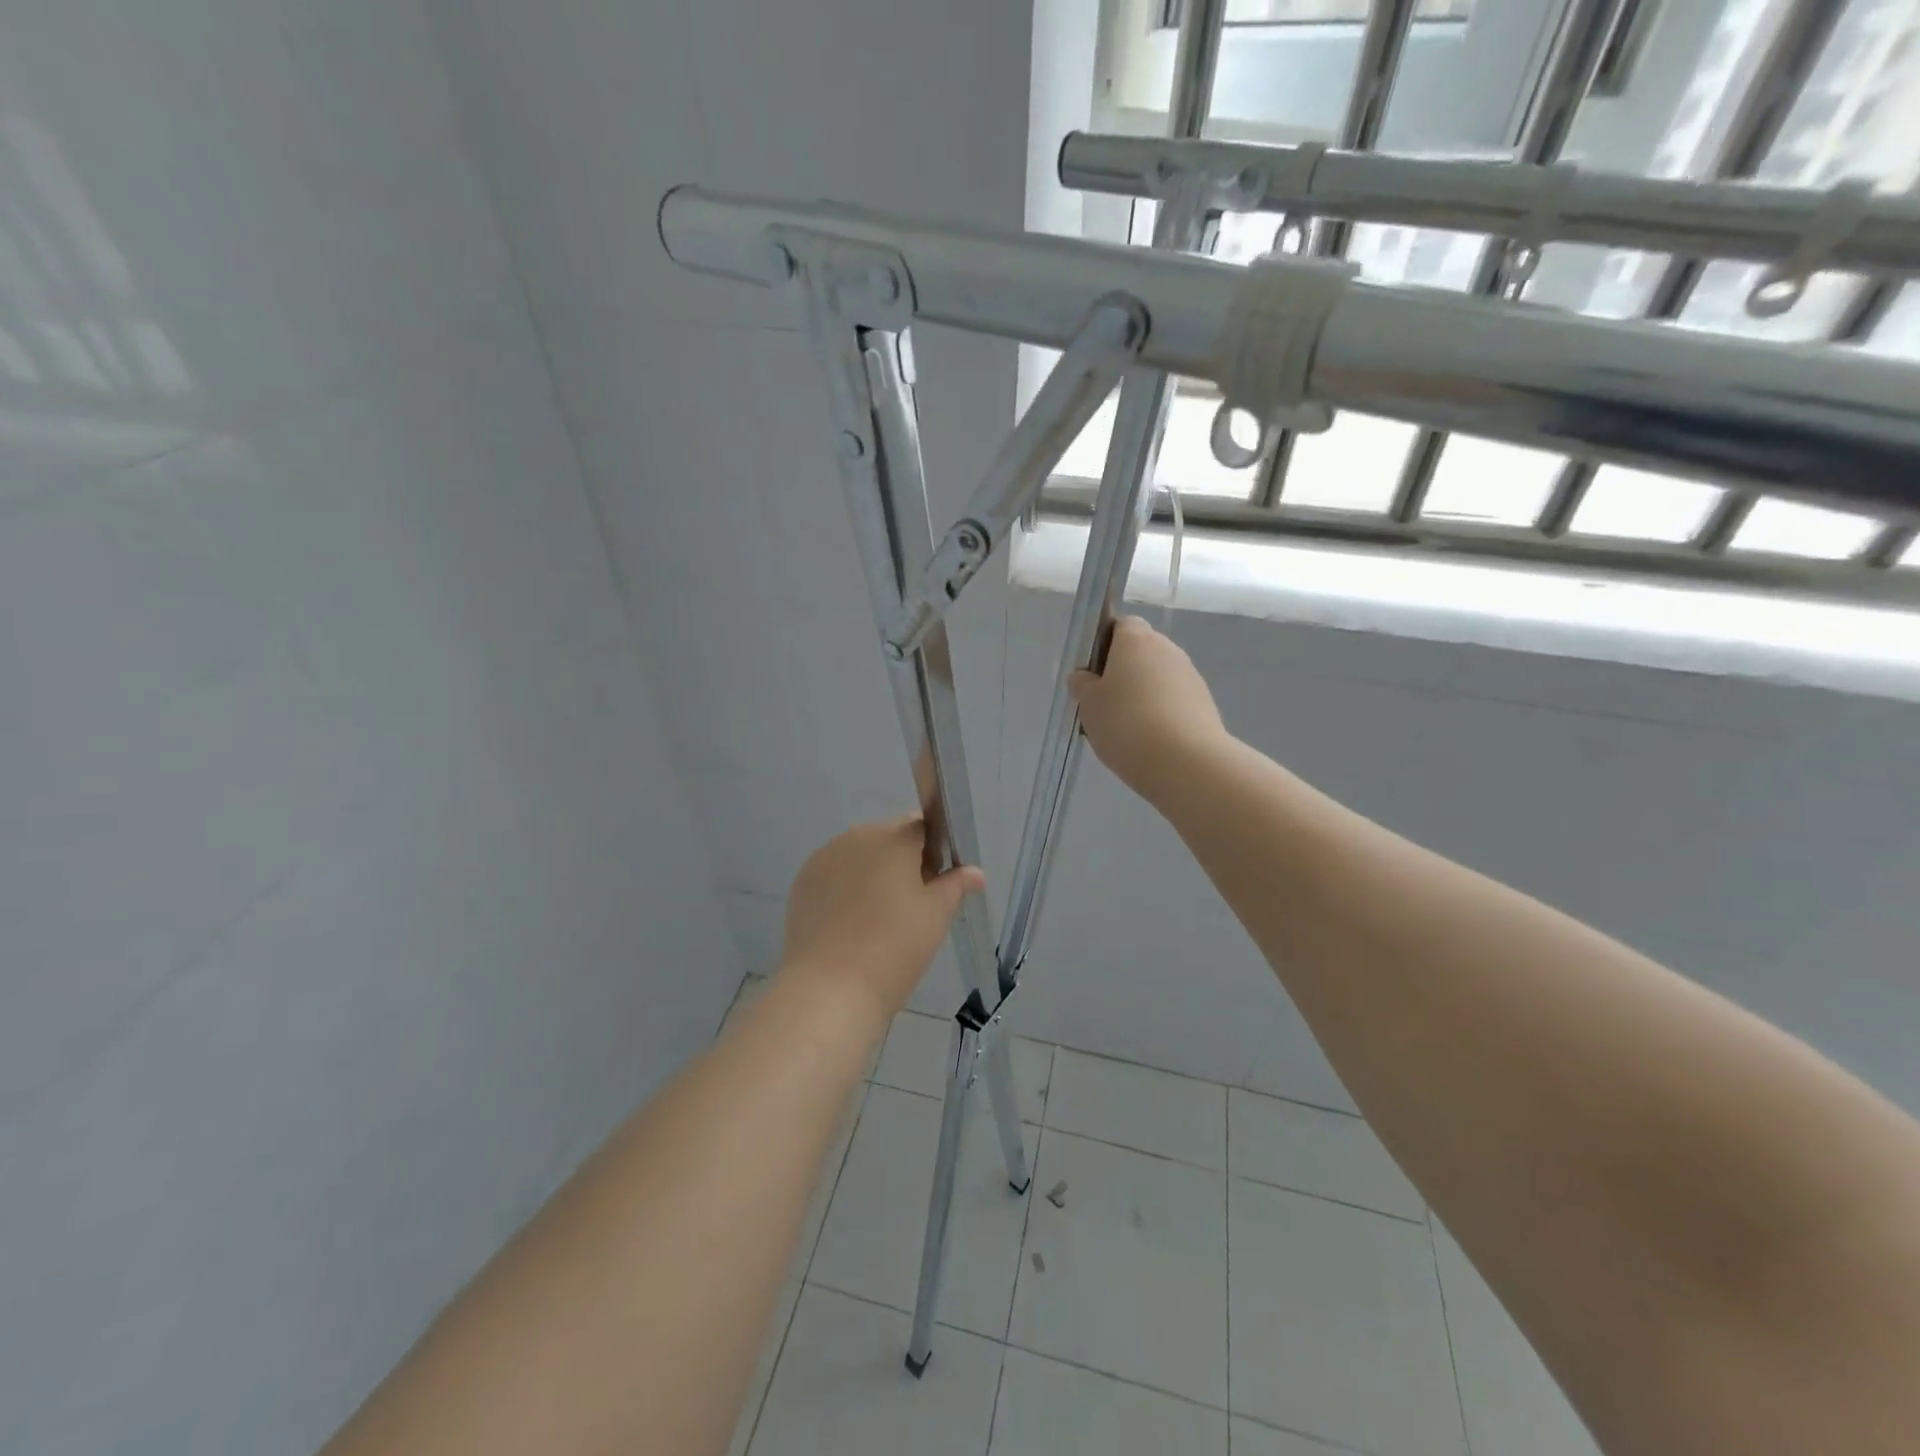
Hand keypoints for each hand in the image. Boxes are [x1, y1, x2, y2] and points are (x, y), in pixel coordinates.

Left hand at [779, 815, 984, 1026]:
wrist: (829, 989)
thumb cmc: (894, 947)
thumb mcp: (936, 916)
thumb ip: (955, 885)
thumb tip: (975, 872)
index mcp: (892, 838)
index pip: (922, 826)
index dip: (935, 851)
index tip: (938, 884)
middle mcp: (855, 837)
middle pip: (889, 839)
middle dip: (904, 863)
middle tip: (913, 907)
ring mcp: (824, 859)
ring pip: (860, 857)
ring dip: (873, 875)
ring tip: (879, 921)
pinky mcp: (803, 884)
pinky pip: (835, 876)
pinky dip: (847, 891)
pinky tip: (852, 926)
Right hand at [1070, 616, 1229, 802]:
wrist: (1185, 762)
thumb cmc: (1127, 724)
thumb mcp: (1089, 706)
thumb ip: (1083, 686)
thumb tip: (1083, 677)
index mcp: (1137, 639)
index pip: (1121, 625)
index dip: (1105, 644)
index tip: (1092, 673)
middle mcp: (1168, 649)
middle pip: (1141, 653)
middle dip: (1123, 673)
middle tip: (1104, 705)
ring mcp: (1191, 676)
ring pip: (1158, 679)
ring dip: (1143, 695)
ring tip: (1126, 730)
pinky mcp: (1205, 704)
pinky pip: (1174, 701)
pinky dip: (1161, 714)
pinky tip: (1149, 741)